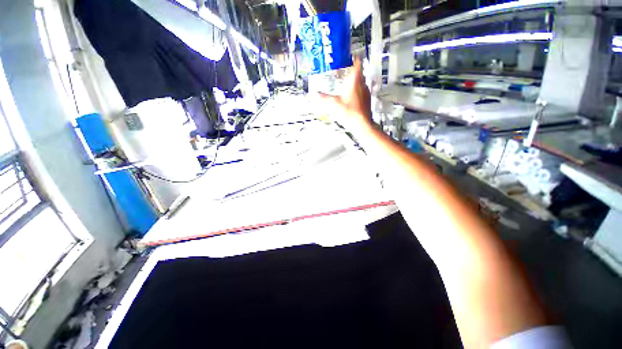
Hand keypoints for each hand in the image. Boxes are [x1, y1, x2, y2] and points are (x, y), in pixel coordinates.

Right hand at [317, 59, 373, 134]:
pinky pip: (362, 92)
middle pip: (358, 72)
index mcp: (355, 80)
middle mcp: (363, 84)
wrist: (362, 125)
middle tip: (343, 72)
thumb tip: (314, 95)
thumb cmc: (350, 113)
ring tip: (345, 85)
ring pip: (361, 82)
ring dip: (354, 82)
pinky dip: (356, 92)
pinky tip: (349, 98)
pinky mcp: (367, 101)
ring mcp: (366, 93)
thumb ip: (323, 98)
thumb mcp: (333, 104)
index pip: (357, 62)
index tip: (348, 56)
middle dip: (350, 71)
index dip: (352, 57)